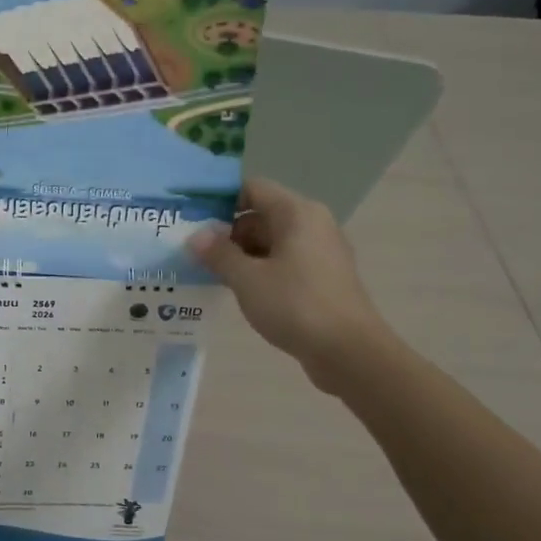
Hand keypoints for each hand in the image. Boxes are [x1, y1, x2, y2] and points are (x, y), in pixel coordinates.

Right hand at [190, 178, 392, 393]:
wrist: (349, 352)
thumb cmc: (296, 305)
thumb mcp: (247, 278)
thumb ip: (218, 253)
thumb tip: (196, 235)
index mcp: (297, 213)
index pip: (252, 188)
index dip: (219, 199)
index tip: (191, 218)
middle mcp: (311, 224)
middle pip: (260, 214)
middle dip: (225, 231)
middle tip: (191, 250)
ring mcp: (319, 252)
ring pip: (270, 241)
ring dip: (239, 254)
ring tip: (206, 271)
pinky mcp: (321, 278)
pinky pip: (282, 262)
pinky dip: (258, 269)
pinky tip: (235, 289)